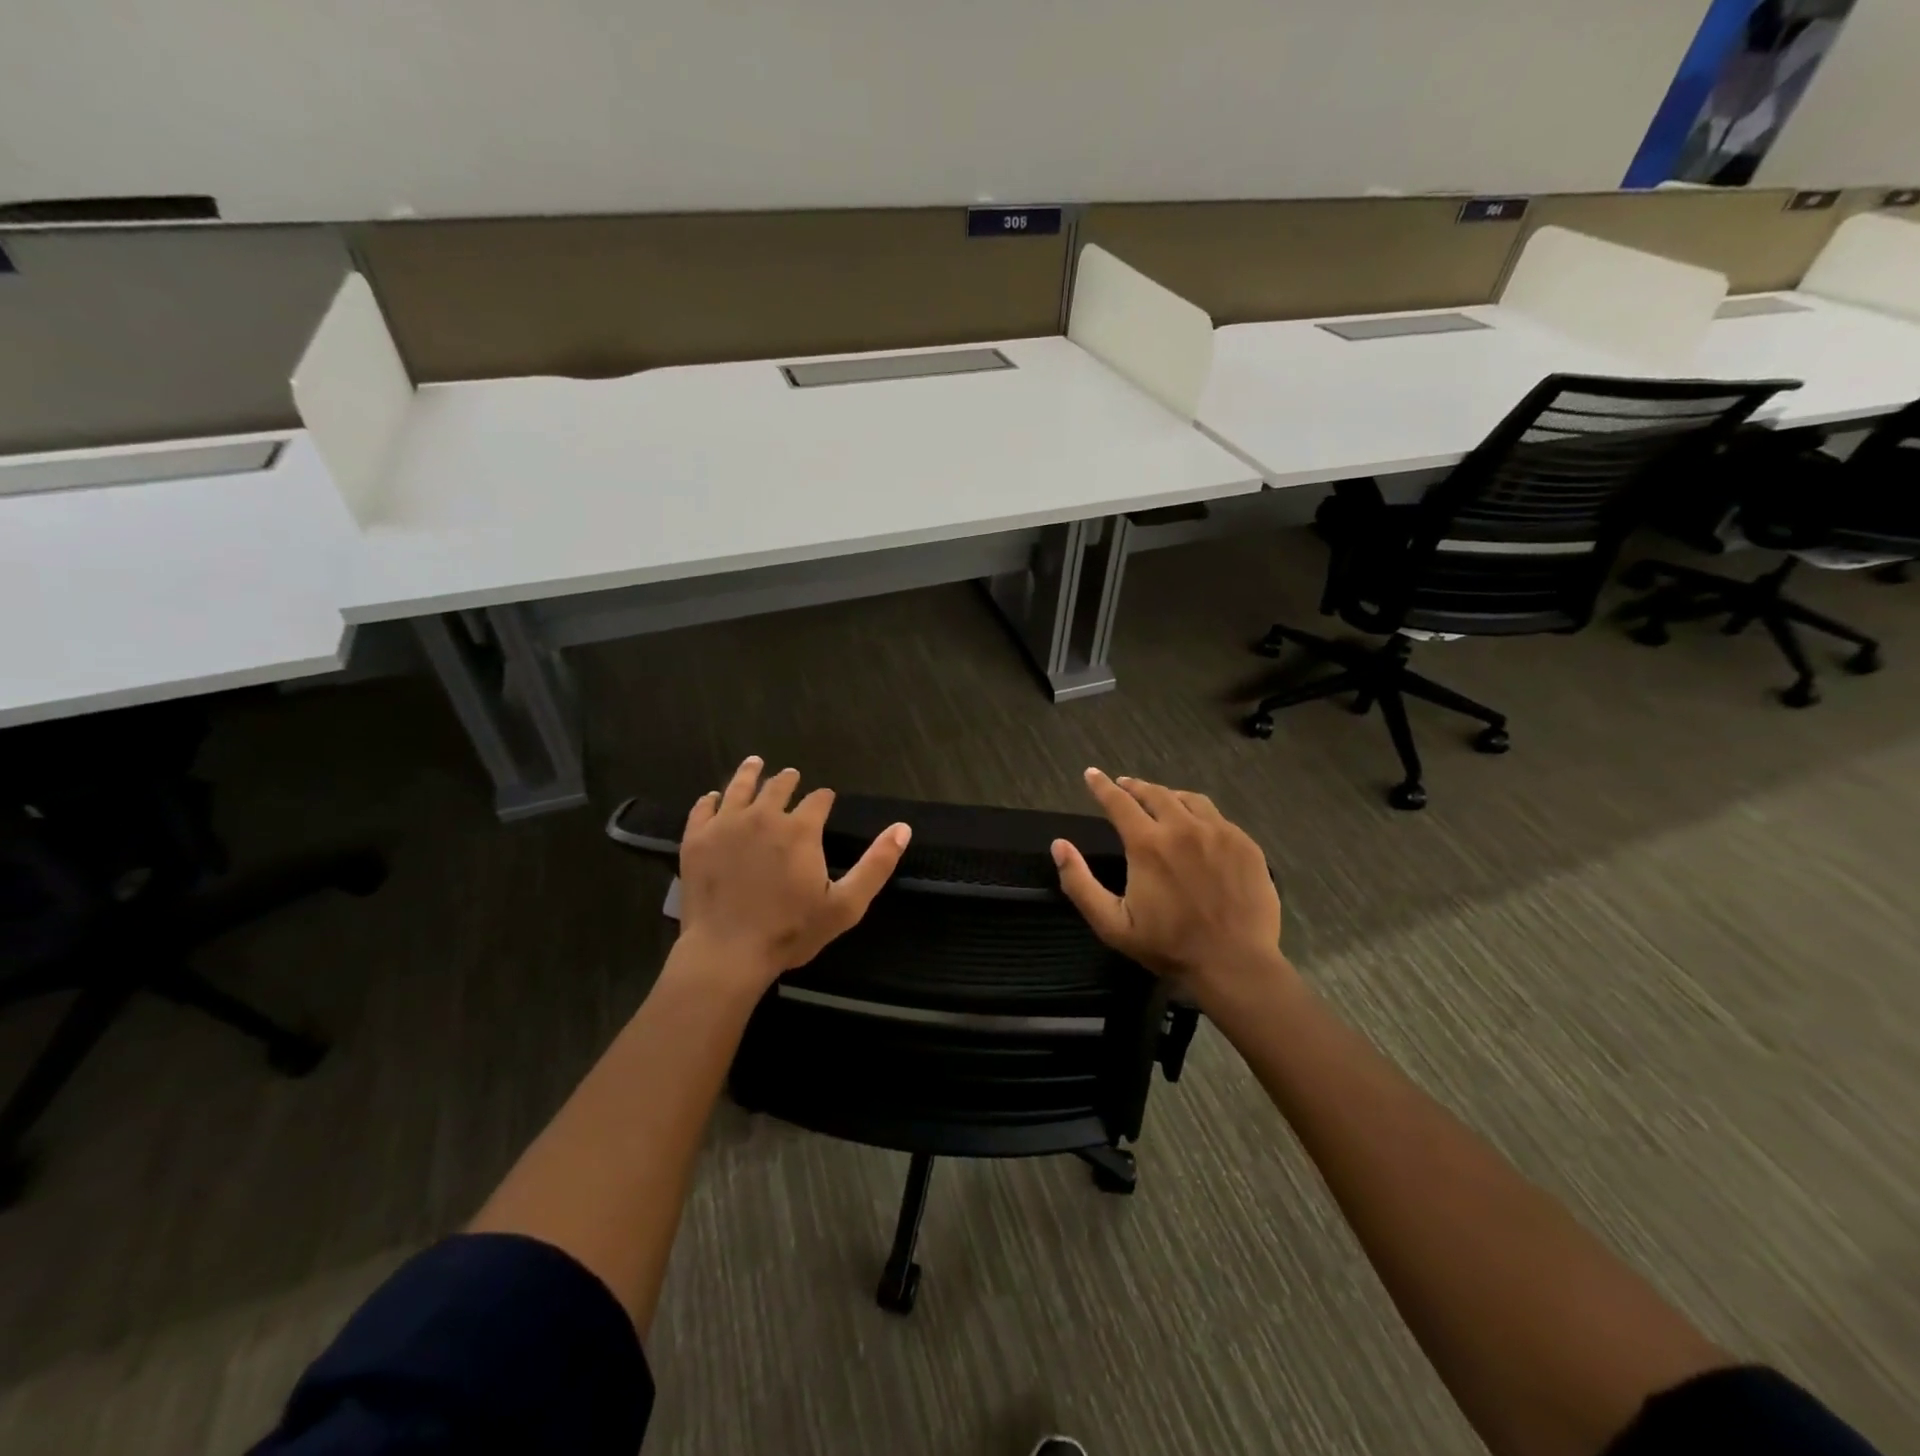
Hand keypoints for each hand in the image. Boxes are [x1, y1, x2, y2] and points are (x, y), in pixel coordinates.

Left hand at [676, 757, 909, 985]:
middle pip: (778, 786)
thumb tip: (903, 828)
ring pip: (739, 787)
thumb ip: (876, 864)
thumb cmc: (791, 930)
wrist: (727, 952)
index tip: (825, 799)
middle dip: (789, 780)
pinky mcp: (697, 839)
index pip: (818, 800)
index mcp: (800, 829)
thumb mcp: (846, 904)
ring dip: (751, 774)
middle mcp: (763, 816)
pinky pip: (702, 808)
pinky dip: (710, 799)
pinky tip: (714, 797)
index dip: (824, 798)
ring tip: (756, 763)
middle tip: (791, 776)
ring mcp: (726, 825)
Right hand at [1052, 768, 1288, 1005]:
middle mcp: (1183, 828)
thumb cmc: (1168, 946)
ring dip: (1168, 796)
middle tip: (1124, 786)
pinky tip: (1197, 827)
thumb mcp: (1112, 923)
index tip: (1092, 774)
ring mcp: (1219, 833)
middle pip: (1155, 794)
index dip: (1102, 786)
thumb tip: (1059, 845)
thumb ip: (1079, 882)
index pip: (1119, 802)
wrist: (1235, 964)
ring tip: (1161, 800)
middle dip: (1134, 787)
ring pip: (1189, 800)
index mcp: (1148, 844)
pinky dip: (1199, 814)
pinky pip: (1218, 818)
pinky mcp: (1245, 844)